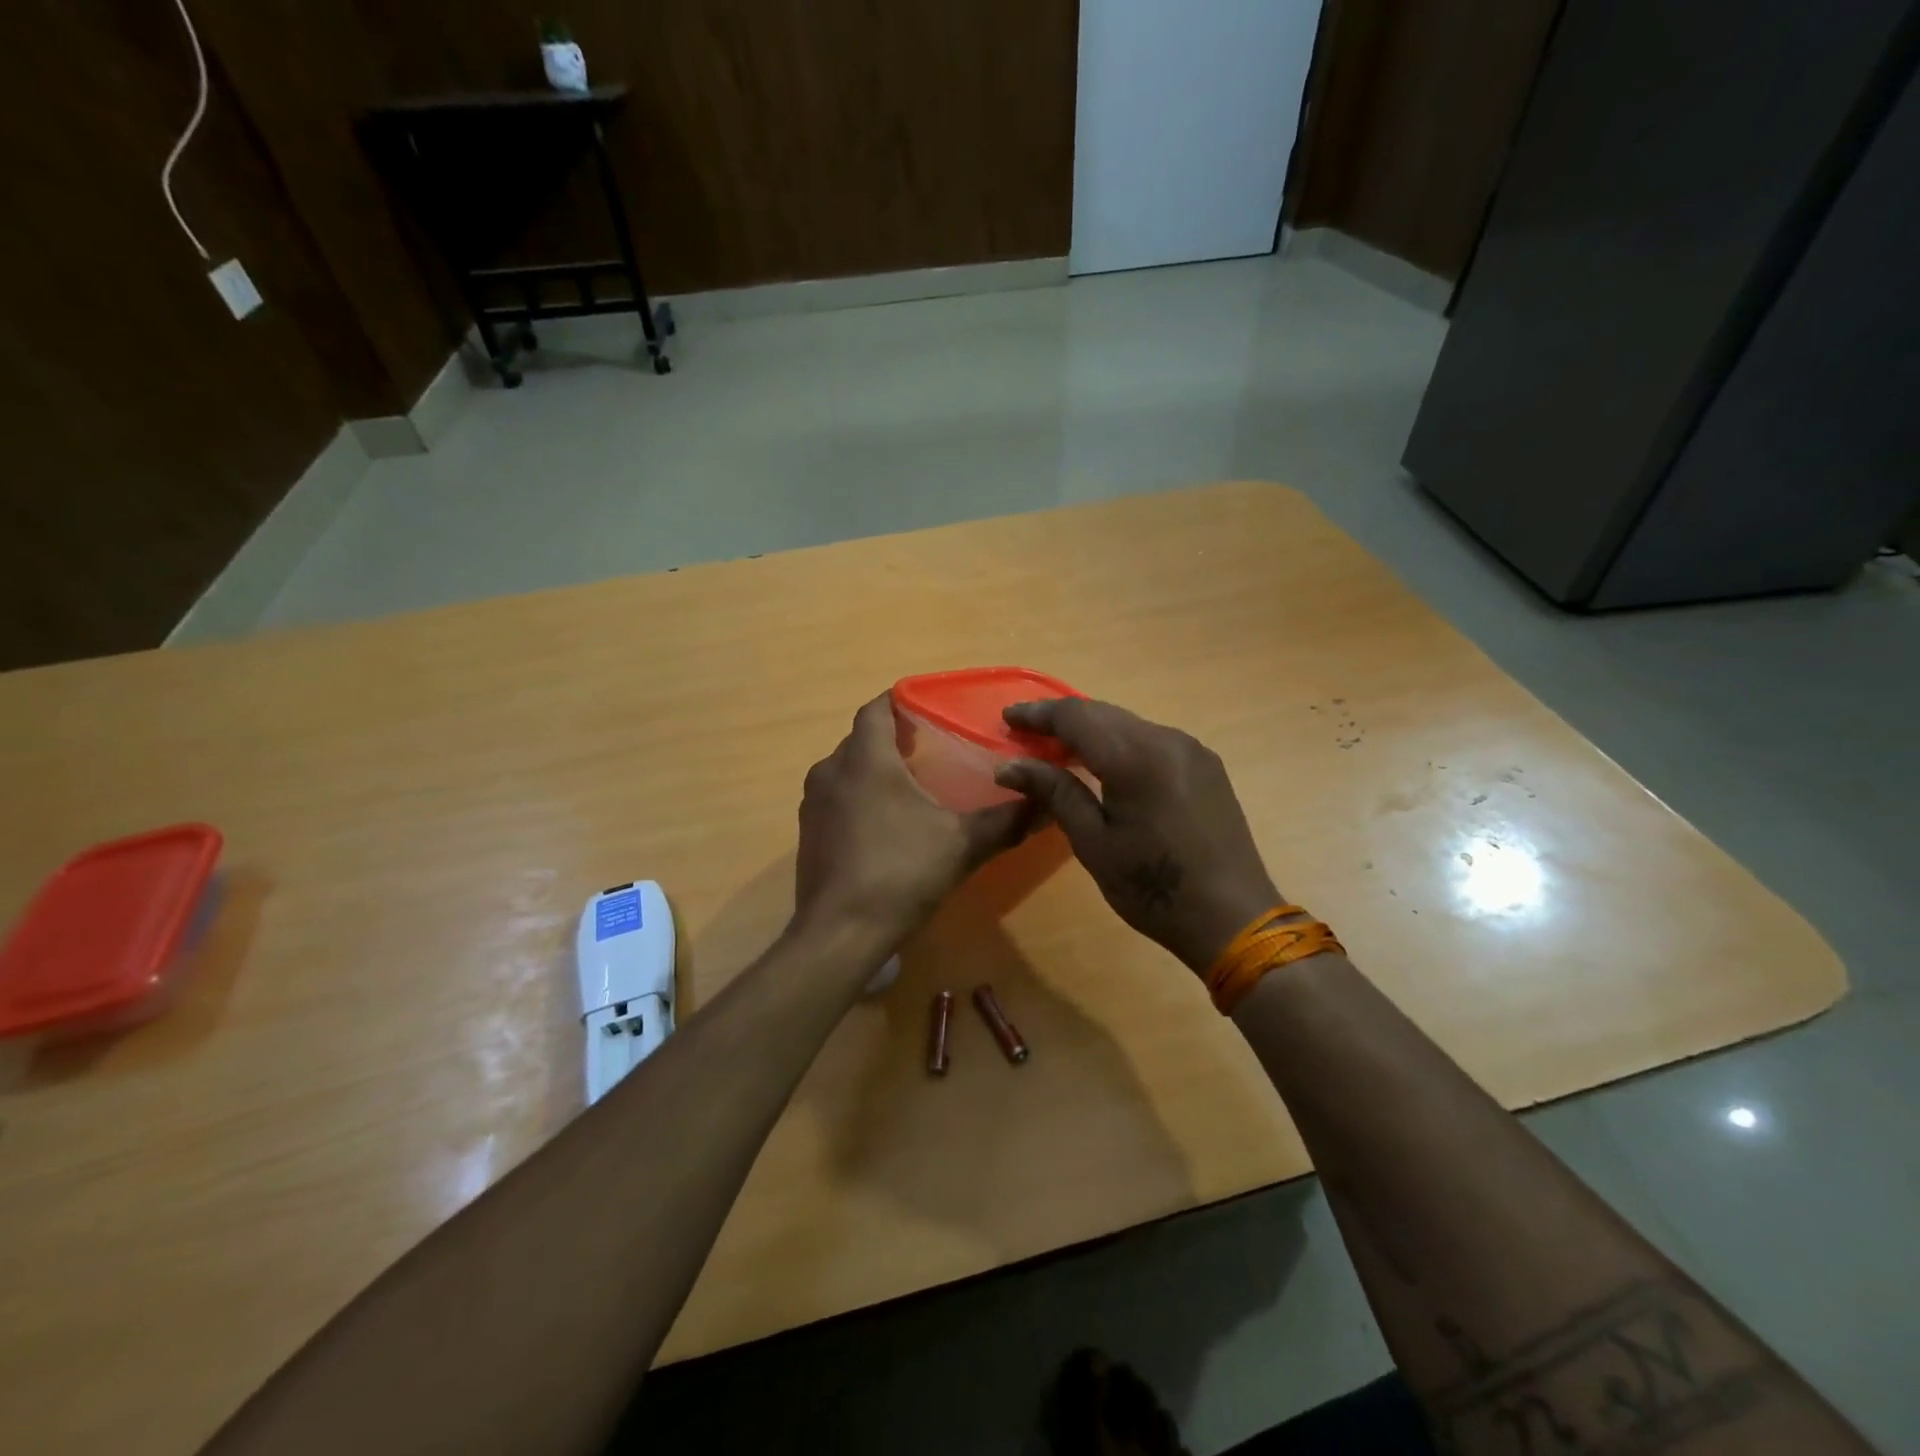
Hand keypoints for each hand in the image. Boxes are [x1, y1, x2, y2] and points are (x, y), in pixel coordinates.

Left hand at [793, 694, 1038, 963]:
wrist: (841, 933)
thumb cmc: (901, 873)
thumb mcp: (962, 845)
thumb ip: (1005, 820)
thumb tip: (1045, 802)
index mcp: (866, 760)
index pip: (875, 709)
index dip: (900, 701)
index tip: (929, 708)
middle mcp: (831, 771)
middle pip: (861, 738)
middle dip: (892, 737)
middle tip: (929, 747)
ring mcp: (813, 803)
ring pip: (845, 768)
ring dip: (873, 768)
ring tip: (910, 785)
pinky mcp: (808, 833)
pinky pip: (835, 797)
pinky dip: (857, 796)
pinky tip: (883, 824)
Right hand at [995, 699, 1280, 973]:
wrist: (1233, 918)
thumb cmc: (1153, 888)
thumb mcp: (1093, 843)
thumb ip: (1054, 792)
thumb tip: (1009, 766)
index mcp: (1136, 757)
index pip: (1076, 716)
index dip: (1038, 714)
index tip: (1007, 718)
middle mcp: (1166, 739)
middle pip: (1103, 713)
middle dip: (1062, 719)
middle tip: (1026, 733)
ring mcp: (1191, 749)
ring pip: (1129, 724)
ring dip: (1092, 730)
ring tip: (1059, 748)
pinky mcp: (1206, 765)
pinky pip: (1152, 739)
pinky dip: (1120, 743)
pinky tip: (1105, 764)